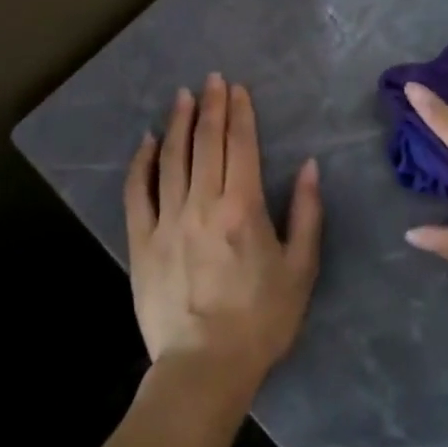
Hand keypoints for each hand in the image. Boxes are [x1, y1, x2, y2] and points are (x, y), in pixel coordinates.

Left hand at [125, 75, 323, 404]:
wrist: (204, 367)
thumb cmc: (261, 320)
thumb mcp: (300, 269)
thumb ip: (307, 213)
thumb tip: (309, 167)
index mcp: (242, 208)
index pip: (240, 145)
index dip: (240, 113)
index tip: (238, 88)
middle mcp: (202, 204)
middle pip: (206, 143)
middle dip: (211, 106)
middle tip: (212, 79)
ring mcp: (167, 220)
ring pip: (171, 158)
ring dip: (179, 123)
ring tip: (183, 96)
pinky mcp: (142, 240)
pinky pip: (138, 192)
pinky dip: (142, 162)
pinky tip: (147, 141)